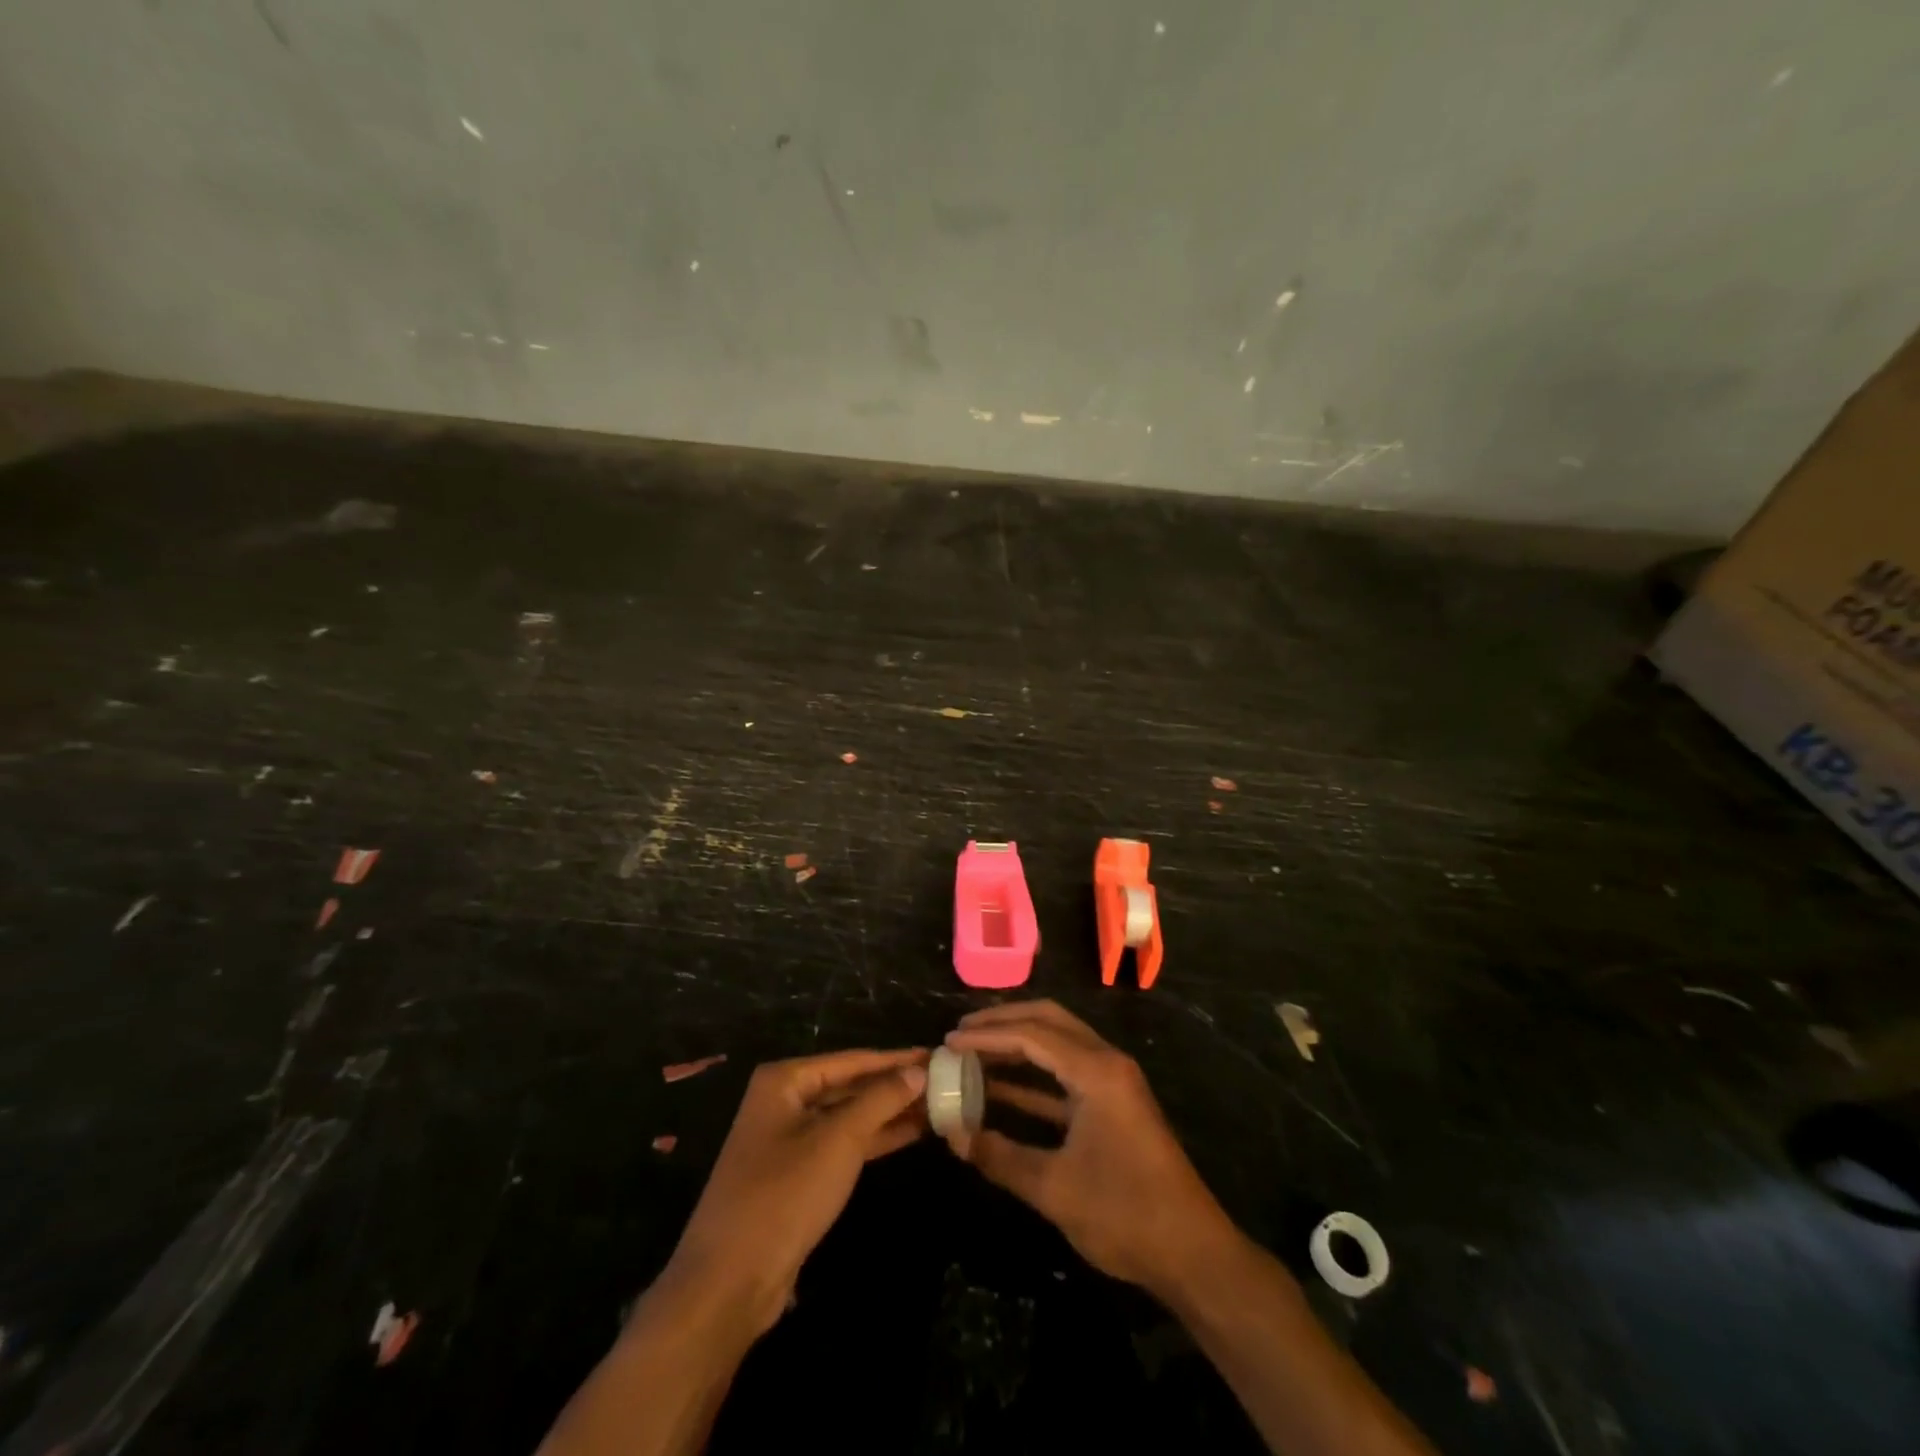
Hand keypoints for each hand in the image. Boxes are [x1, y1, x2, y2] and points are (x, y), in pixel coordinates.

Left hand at [663, 1047, 928, 1333]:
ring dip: (890, 1113)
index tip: (937, 1054)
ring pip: (849, 1117)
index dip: (897, 1059)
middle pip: (850, 1085)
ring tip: (937, 1106)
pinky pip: (843, 1145)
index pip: (853, 1060)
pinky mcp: (797, 1175)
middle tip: (943, 1081)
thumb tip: (917, 1068)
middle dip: (895, 1086)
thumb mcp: (839, 1139)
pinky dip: (875, 1139)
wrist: (730, 1282)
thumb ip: (880, 1099)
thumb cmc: (784, 1194)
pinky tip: (911, 1134)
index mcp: (786, 1080)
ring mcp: (789, 1140)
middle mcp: (784, 1101)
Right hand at [945, 1001, 1236, 1295]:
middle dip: (1004, 1022)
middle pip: (1049, 1021)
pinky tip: (1000, 1090)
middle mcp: (1107, 1062)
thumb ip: (999, 1157)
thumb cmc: (1125, 1215)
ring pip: (1058, 1044)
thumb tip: (952, 1136)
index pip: (1032, 1035)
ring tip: (974, 1052)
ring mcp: (1113, 1082)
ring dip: (1017, 1046)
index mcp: (1097, 1071)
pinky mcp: (1114, 1104)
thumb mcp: (1054, 1189)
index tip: (949, 1041)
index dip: (987, 1035)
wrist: (1193, 1254)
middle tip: (962, 1032)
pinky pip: (1066, 1073)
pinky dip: (1033, 1076)